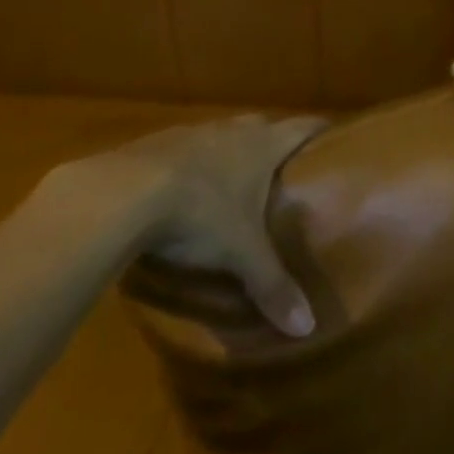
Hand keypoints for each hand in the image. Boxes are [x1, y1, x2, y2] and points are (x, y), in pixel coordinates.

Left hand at [43, 115, 325, 335]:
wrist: (118, 195)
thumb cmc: (198, 214)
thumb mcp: (240, 254)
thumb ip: (272, 285)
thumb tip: (307, 328)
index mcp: (262, 145)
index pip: (303, 127)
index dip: (319, 129)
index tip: (334, 134)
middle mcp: (231, 131)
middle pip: (262, 124)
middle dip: (274, 140)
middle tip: (283, 166)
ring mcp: (189, 133)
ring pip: (220, 135)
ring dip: (228, 151)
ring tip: (231, 180)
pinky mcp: (151, 145)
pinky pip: (181, 149)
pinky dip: (188, 164)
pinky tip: (179, 189)